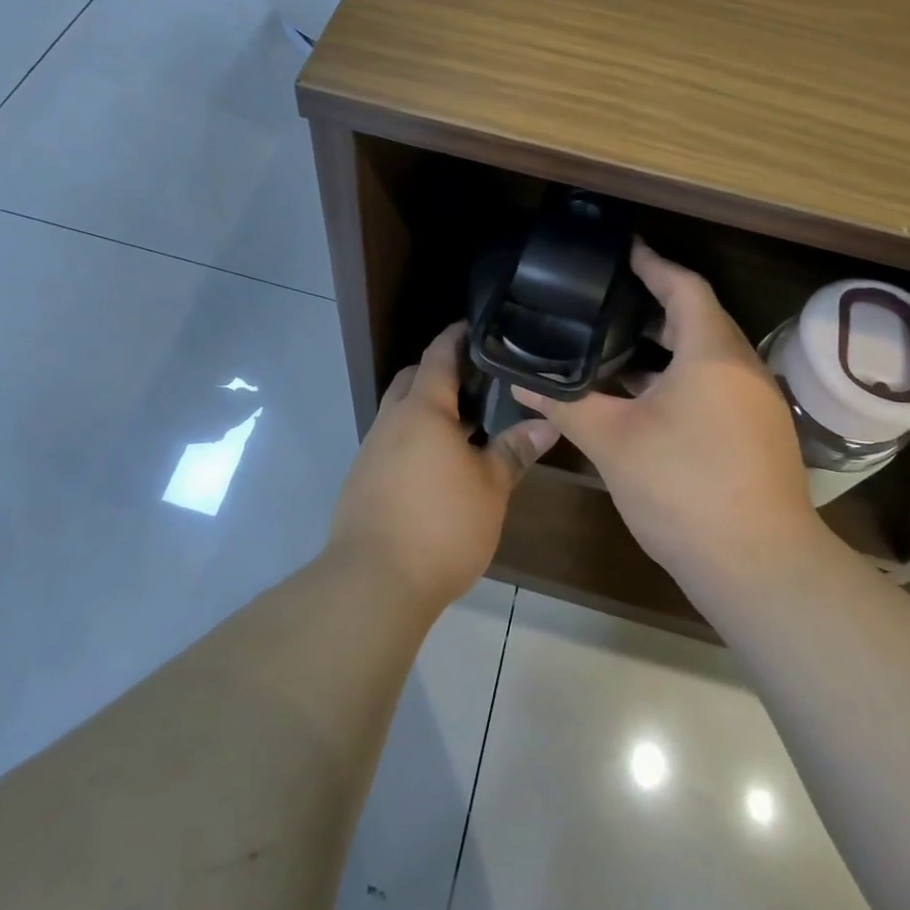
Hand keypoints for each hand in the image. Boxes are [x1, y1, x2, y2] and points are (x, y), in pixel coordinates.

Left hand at [326, 323, 559, 614]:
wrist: (373, 583)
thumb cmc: (441, 525)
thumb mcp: (490, 488)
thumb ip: (515, 451)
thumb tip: (546, 424)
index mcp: (422, 409)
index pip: (438, 355)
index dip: (456, 337)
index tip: (476, 326)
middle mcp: (391, 421)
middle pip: (412, 379)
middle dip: (439, 372)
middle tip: (477, 381)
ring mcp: (372, 450)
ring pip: (400, 413)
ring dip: (427, 410)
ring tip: (465, 426)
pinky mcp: (362, 481)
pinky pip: (391, 442)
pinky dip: (414, 439)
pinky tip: (438, 466)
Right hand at [514, 242, 821, 601]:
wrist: (758, 567)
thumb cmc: (683, 488)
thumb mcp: (613, 442)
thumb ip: (566, 405)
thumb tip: (520, 384)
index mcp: (712, 352)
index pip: (684, 286)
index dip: (652, 263)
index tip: (622, 249)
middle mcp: (743, 367)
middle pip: (699, 317)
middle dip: (655, 303)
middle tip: (608, 299)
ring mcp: (757, 401)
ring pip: (708, 354)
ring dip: (667, 344)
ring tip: (617, 344)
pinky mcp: (759, 432)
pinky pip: (717, 382)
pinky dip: (682, 375)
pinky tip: (645, 397)